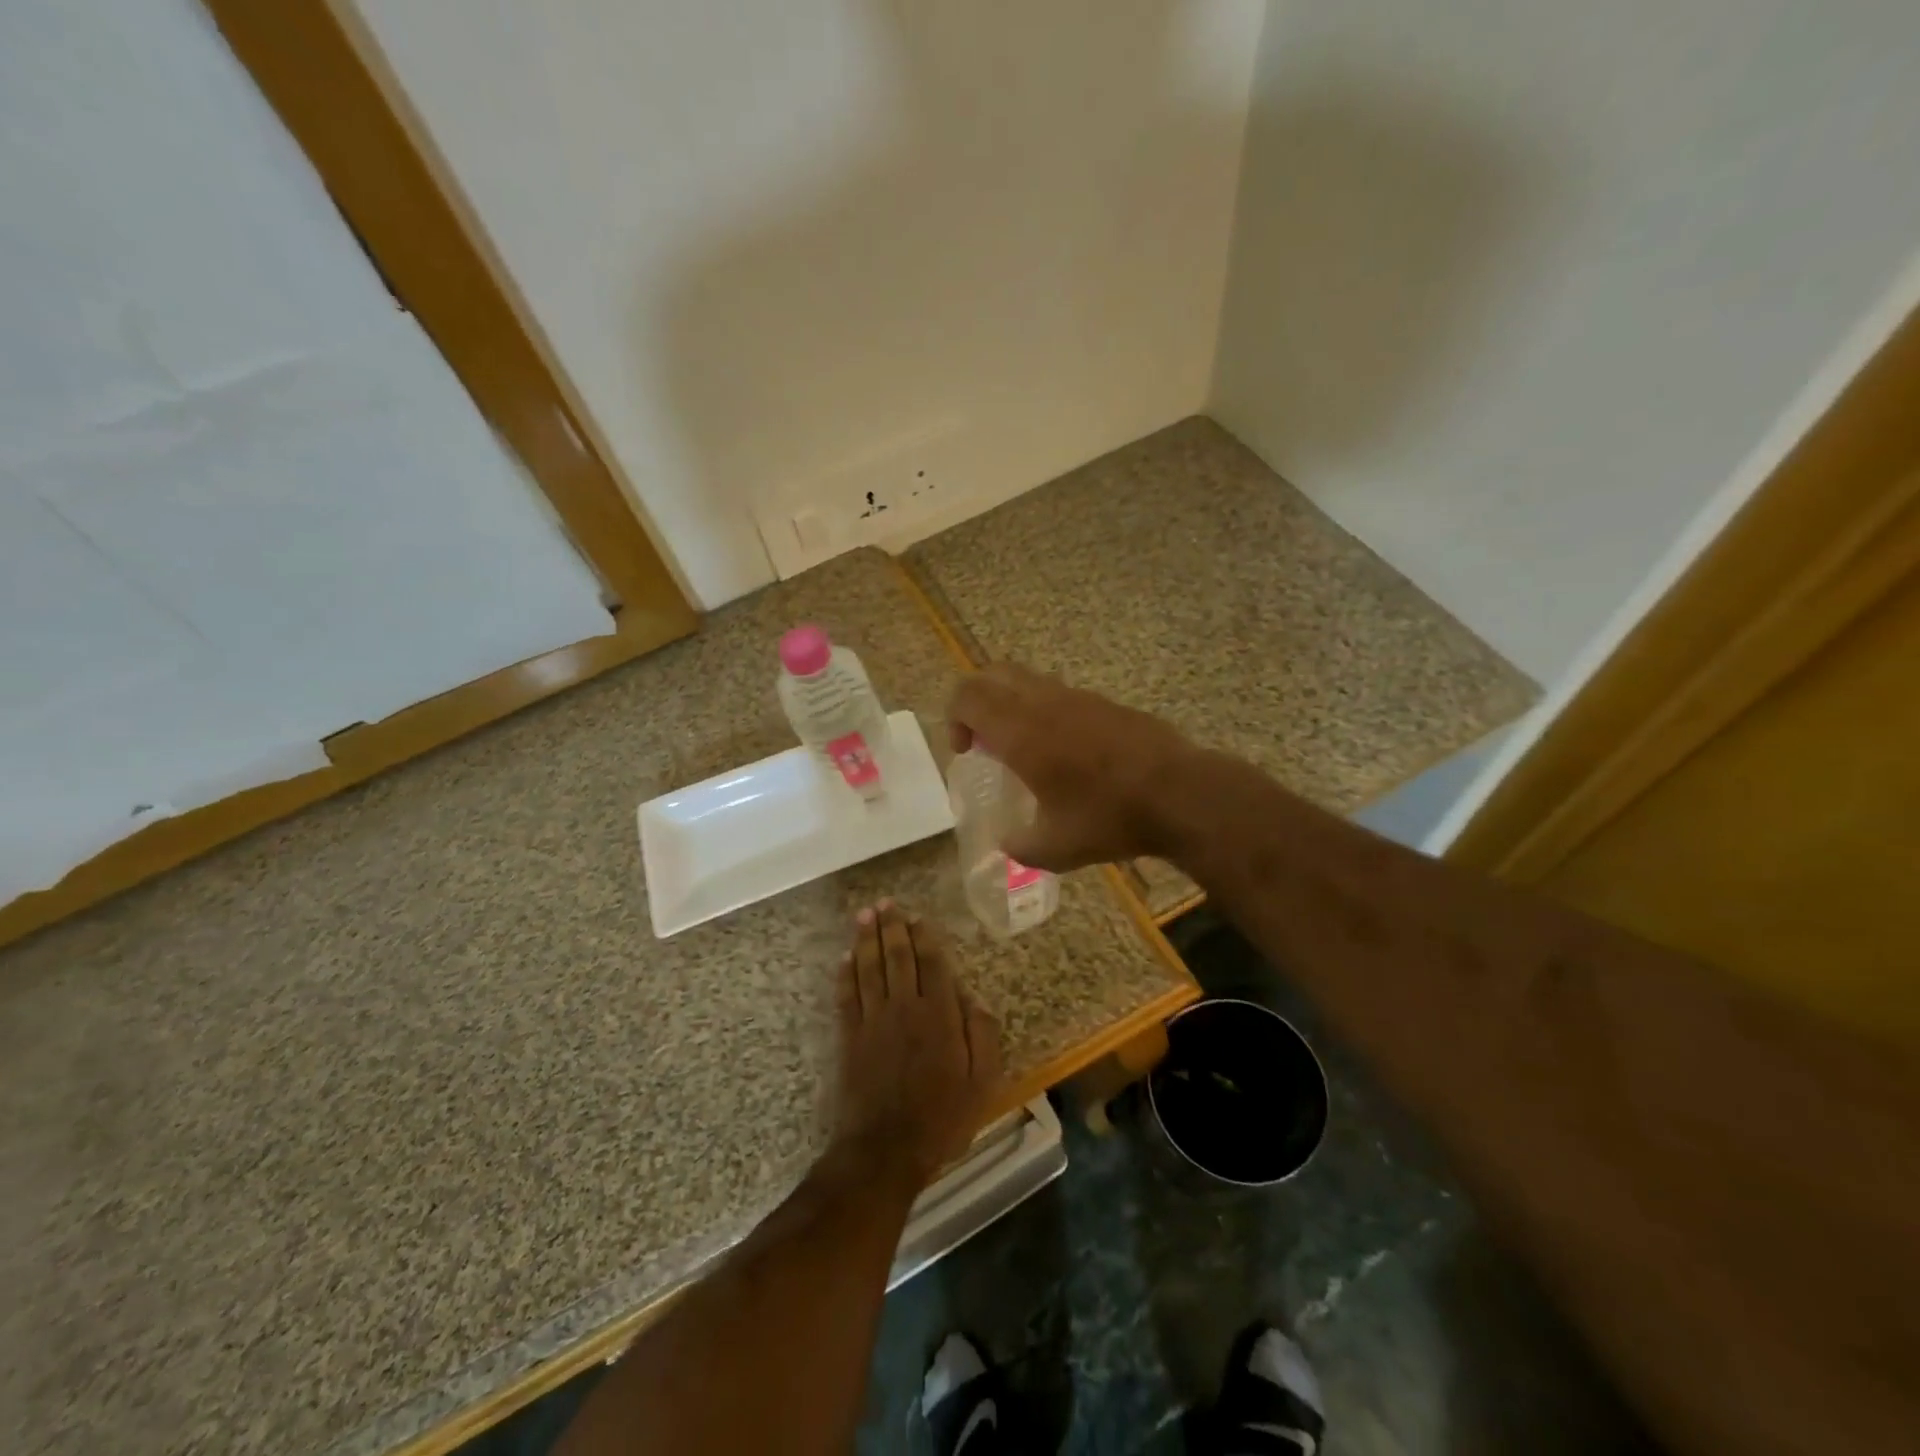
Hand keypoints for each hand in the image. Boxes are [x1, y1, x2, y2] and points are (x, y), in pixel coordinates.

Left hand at [834, 901, 1003, 1182]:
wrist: (885, 1150)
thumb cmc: (941, 1119)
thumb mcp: (981, 1083)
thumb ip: (981, 1036)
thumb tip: (974, 998)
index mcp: (939, 1016)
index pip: (932, 965)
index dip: (925, 938)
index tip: (918, 916)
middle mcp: (905, 1008)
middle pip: (897, 958)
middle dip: (892, 927)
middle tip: (886, 902)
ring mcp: (873, 1021)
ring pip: (869, 969)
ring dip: (866, 939)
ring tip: (865, 914)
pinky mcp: (850, 1037)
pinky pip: (846, 996)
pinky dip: (845, 973)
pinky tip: (844, 956)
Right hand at [946, 663, 1196, 870]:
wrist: (1180, 793)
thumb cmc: (1109, 818)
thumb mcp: (1056, 848)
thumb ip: (1020, 846)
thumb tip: (1007, 845)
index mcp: (1021, 732)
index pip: (967, 696)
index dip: (954, 718)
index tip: (966, 752)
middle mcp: (1044, 703)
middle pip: (992, 674)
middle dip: (976, 701)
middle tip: (985, 741)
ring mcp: (1077, 697)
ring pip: (1027, 679)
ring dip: (1011, 703)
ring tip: (1024, 748)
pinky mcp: (1104, 702)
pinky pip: (1058, 692)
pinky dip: (1043, 710)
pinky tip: (1065, 751)